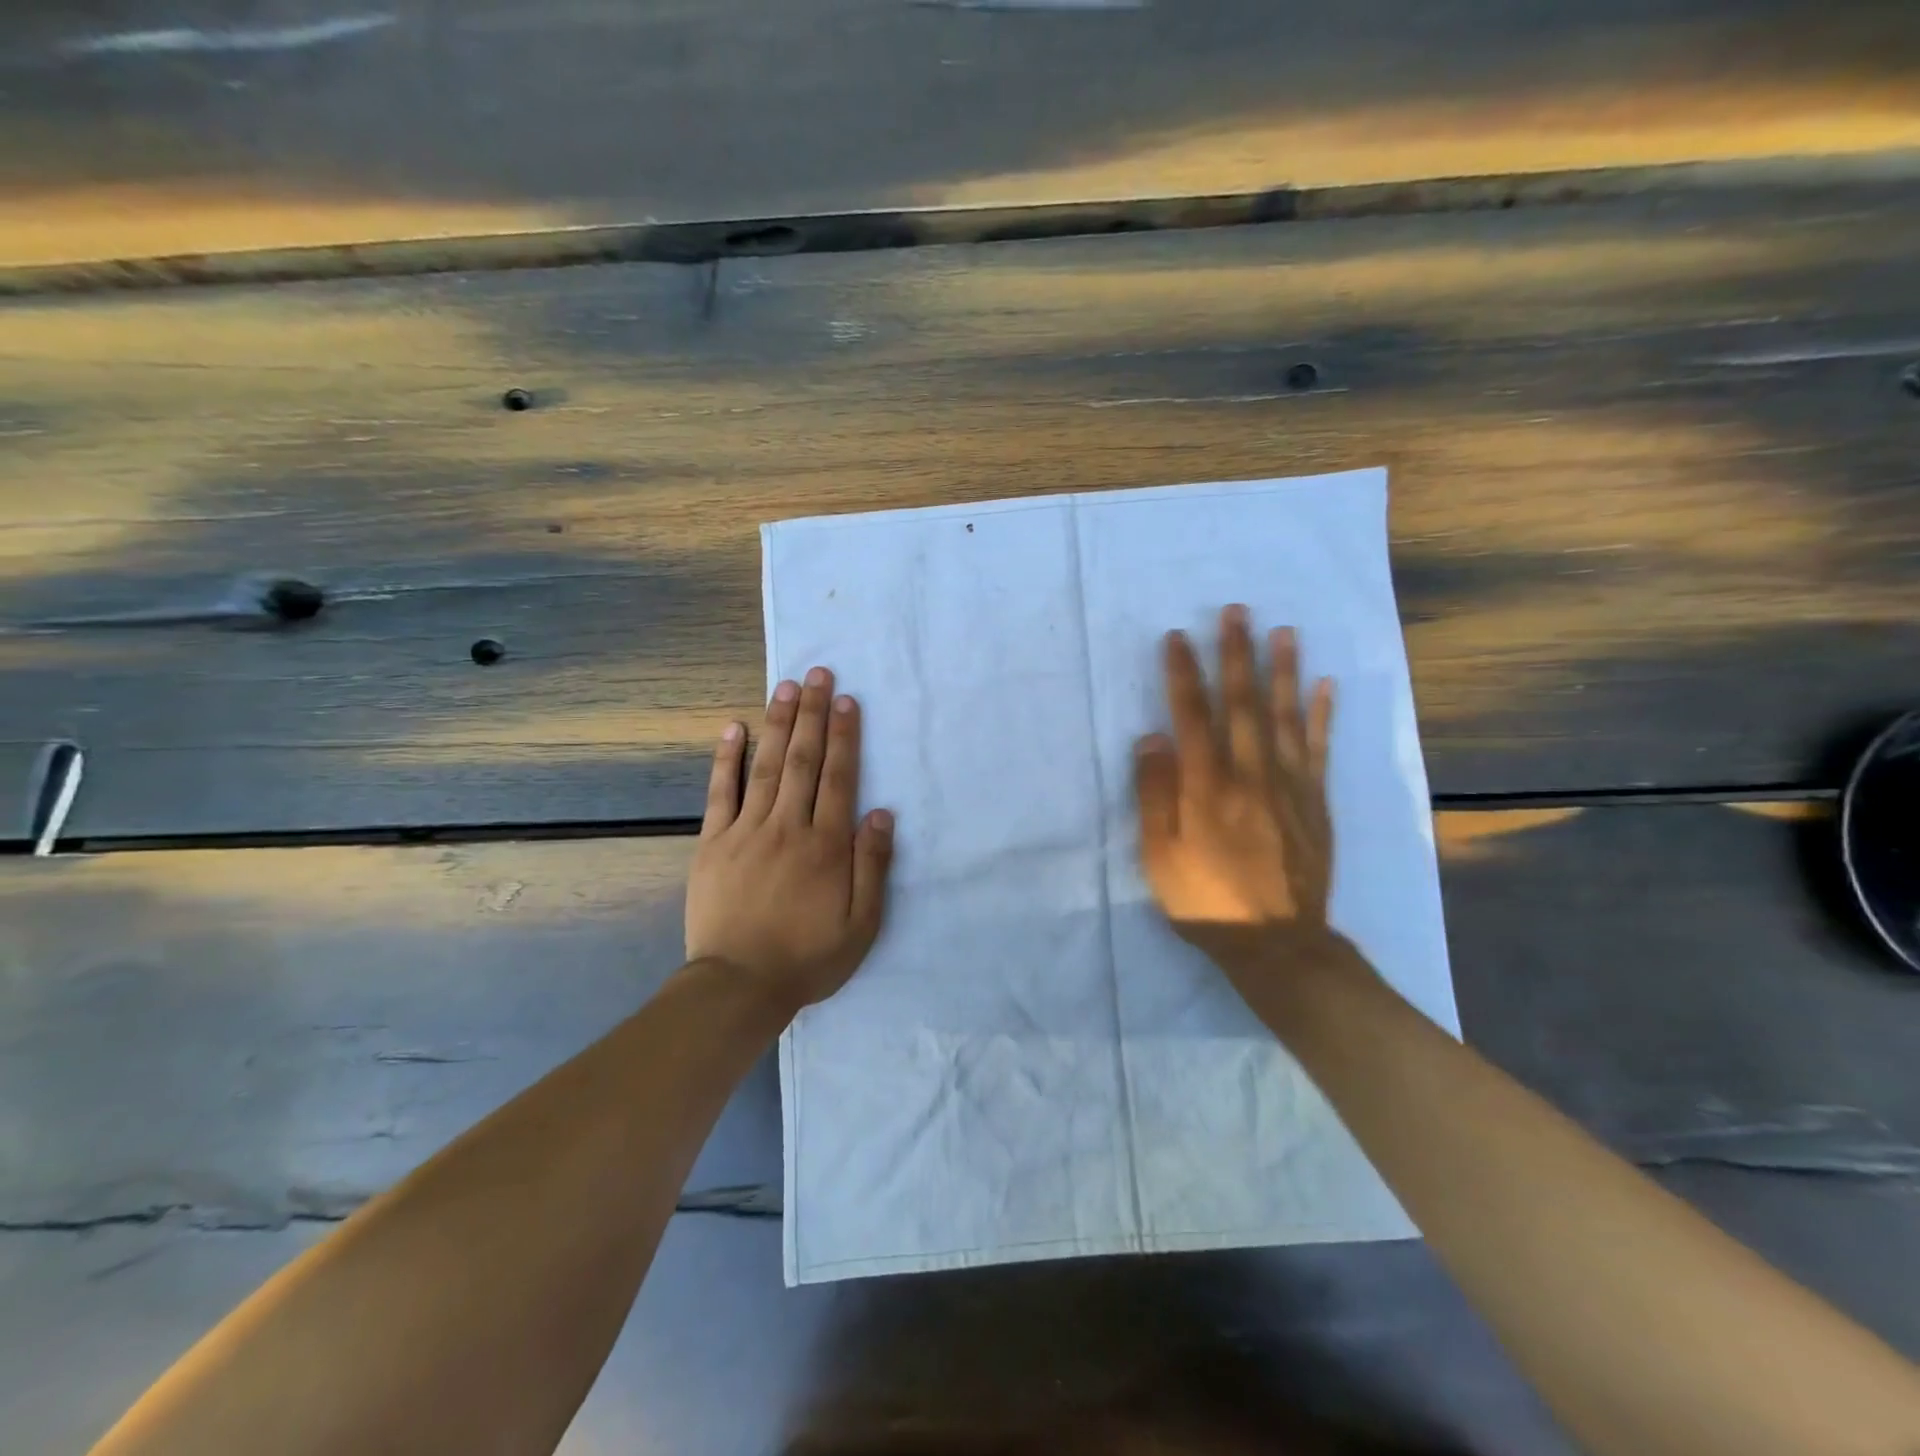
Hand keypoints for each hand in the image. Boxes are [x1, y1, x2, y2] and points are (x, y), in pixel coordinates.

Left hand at [686, 667, 894, 1014]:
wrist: (739, 986)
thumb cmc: (808, 957)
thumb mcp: (861, 924)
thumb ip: (873, 866)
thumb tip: (881, 813)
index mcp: (826, 845)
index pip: (839, 778)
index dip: (845, 736)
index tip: (846, 700)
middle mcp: (788, 827)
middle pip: (804, 761)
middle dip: (813, 714)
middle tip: (817, 673)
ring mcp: (746, 831)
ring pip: (766, 767)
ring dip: (778, 724)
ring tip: (786, 687)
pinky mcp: (713, 844)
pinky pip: (720, 793)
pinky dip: (727, 759)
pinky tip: (734, 729)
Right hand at [1134, 605, 1341, 977]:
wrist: (1277, 943)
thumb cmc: (1206, 901)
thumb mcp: (1160, 857)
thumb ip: (1154, 795)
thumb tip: (1151, 738)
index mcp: (1206, 787)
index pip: (1192, 716)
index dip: (1184, 674)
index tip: (1177, 637)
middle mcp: (1250, 774)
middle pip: (1243, 704)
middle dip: (1236, 654)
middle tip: (1236, 611)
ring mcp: (1289, 785)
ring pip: (1285, 716)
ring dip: (1283, 670)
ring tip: (1283, 631)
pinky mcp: (1315, 801)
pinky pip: (1319, 749)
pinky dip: (1322, 715)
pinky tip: (1325, 685)